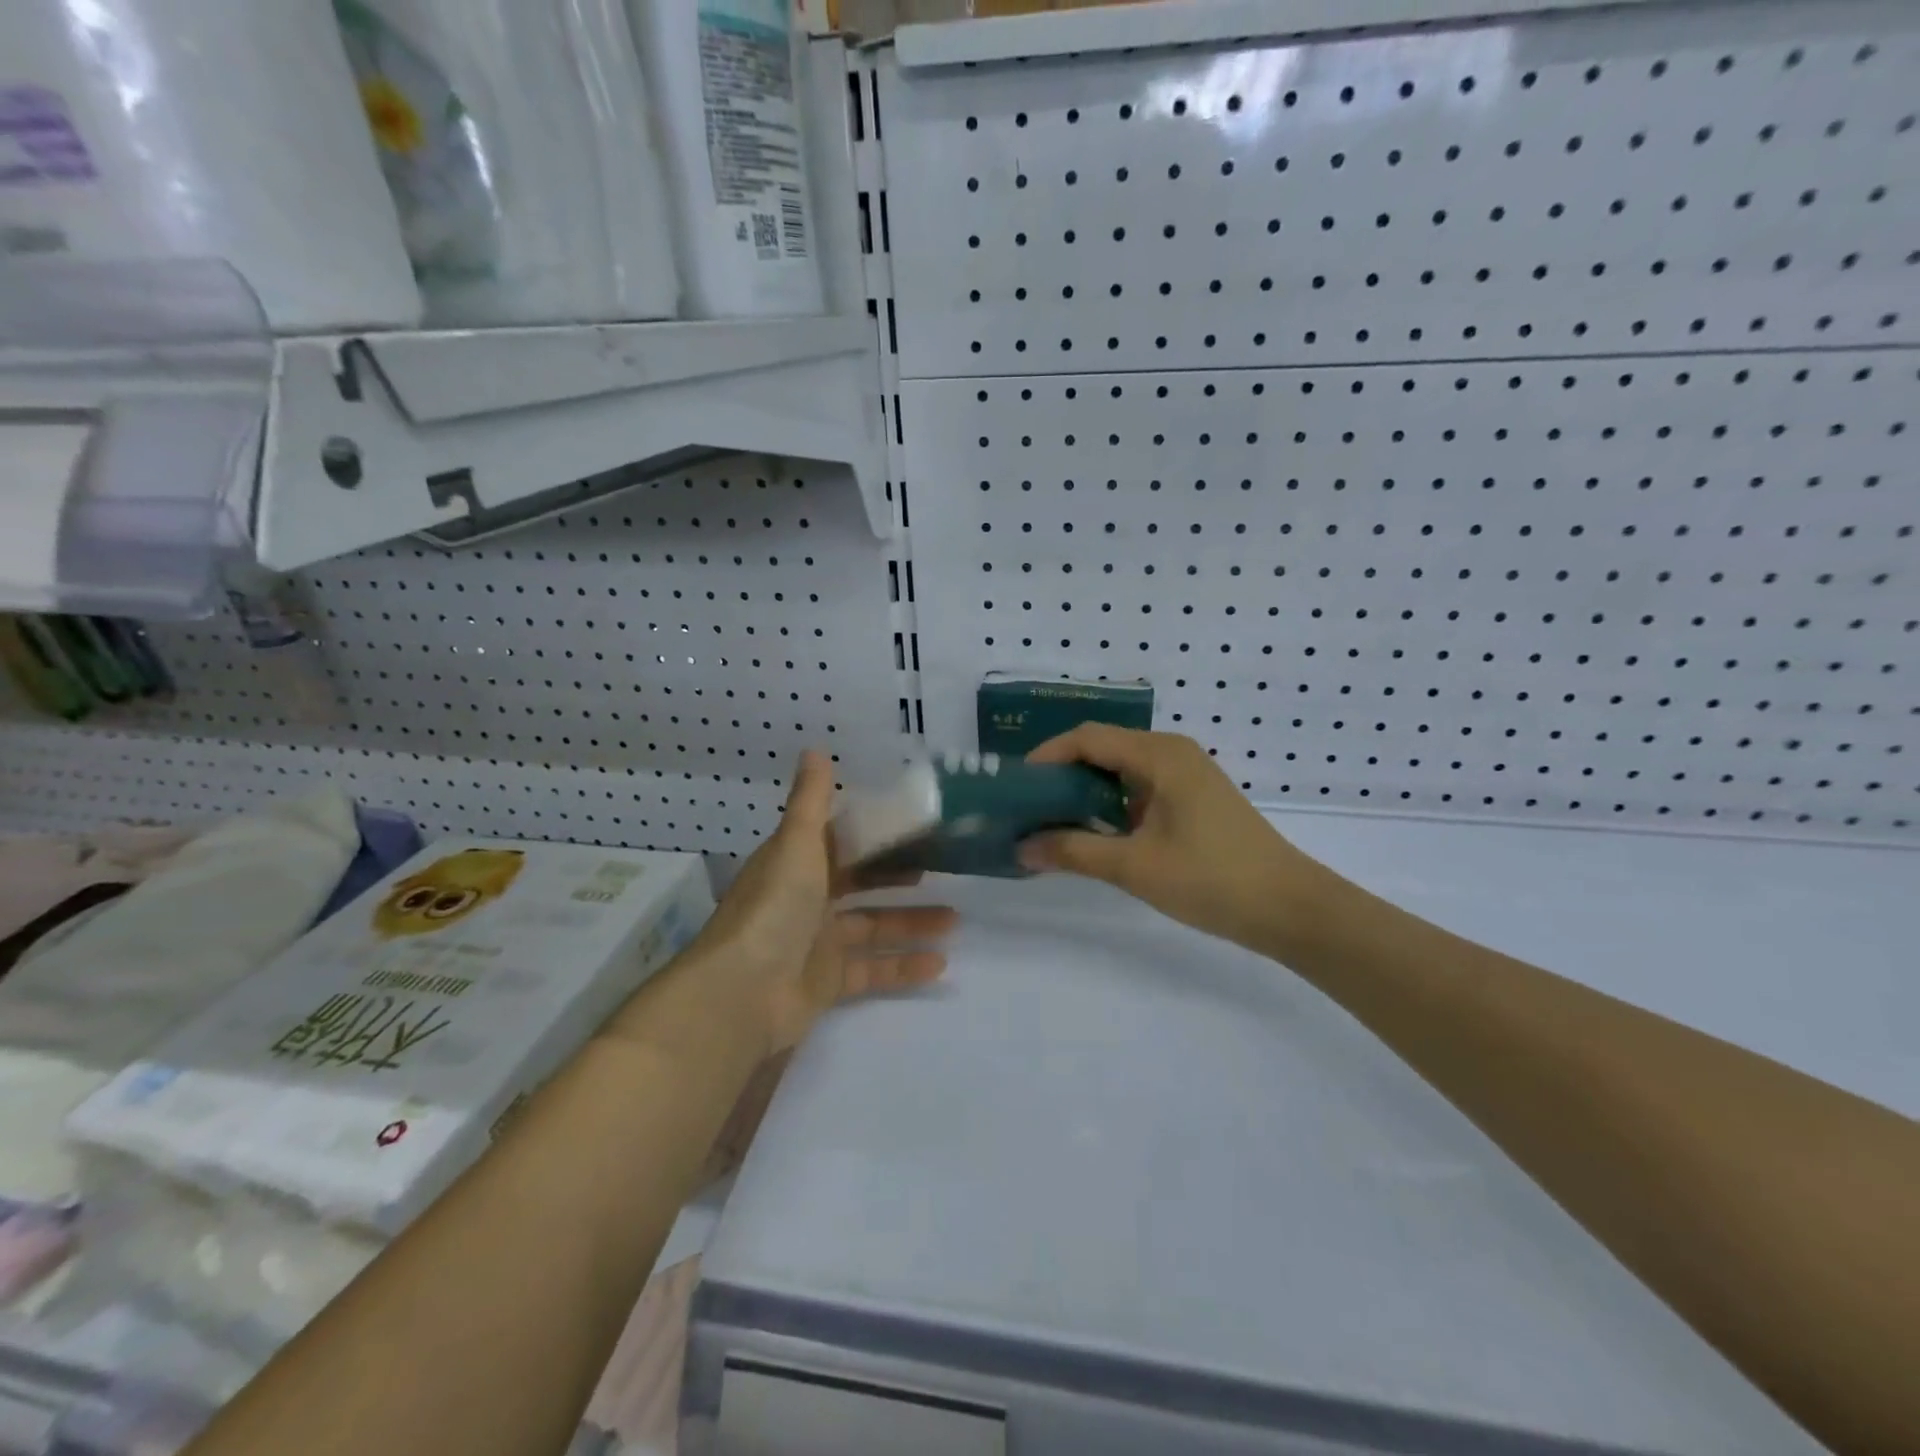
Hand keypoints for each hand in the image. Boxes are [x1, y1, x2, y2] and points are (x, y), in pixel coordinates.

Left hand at [684, 750, 955, 1055]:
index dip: (872, 834)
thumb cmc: (774, 908)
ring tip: (955, 921)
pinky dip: (903, 967)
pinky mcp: (826, 983)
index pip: (839, 842)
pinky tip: (939, 964)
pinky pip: (872, 970)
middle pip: (860, 884)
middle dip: (898, 879)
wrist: (742, 993)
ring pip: (872, 927)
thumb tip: (814, 748)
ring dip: (911, 923)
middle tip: (940, 872)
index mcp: (796, 864)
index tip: (913, 827)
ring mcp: (816, 943)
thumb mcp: (796, 845)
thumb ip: (811, 800)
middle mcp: (805, 900)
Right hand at [1019, 726, 1327, 952]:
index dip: (1047, 756)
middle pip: (1103, 748)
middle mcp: (1172, 753)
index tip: (1016, 786)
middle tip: (1027, 806)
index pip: (1087, 738)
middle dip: (1061, 774)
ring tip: (1051, 821)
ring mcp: (1186, 775)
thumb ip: (1073, 852)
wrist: (1289, 908)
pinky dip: (1111, 804)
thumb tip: (1021, 848)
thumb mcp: (1134, 866)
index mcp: (1159, 755)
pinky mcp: (1193, 798)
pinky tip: (1094, 832)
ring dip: (1085, 791)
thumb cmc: (1211, 879)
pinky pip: (1140, 787)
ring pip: (1121, 770)